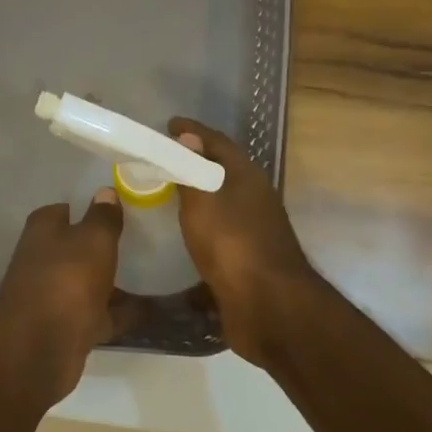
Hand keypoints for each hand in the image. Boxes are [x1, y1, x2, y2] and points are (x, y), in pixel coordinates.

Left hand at [0, 189, 139, 399]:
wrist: (39, 348)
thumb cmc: (66, 280)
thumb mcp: (92, 240)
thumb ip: (102, 217)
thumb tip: (104, 192)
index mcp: (43, 231)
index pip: (65, 209)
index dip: (89, 208)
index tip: (121, 207)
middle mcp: (44, 260)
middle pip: (78, 247)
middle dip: (104, 245)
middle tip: (146, 238)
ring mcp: (56, 296)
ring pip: (91, 282)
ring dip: (115, 281)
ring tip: (156, 272)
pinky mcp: (69, 327)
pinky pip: (102, 314)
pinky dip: (123, 312)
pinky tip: (154, 308)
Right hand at [168, 118, 321, 369]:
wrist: (269, 306)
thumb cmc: (232, 245)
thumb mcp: (203, 201)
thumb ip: (191, 170)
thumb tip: (187, 137)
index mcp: (247, 178)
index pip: (218, 142)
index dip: (193, 131)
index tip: (169, 124)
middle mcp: (254, 200)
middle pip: (223, 172)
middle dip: (195, 163)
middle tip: (163, 160)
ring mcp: (254, 232)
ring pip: (222, 205)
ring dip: (198, 198)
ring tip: (166, 196)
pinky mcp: (247, 261)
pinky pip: (219, 235)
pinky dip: (200, 229)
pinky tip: (180, 238)